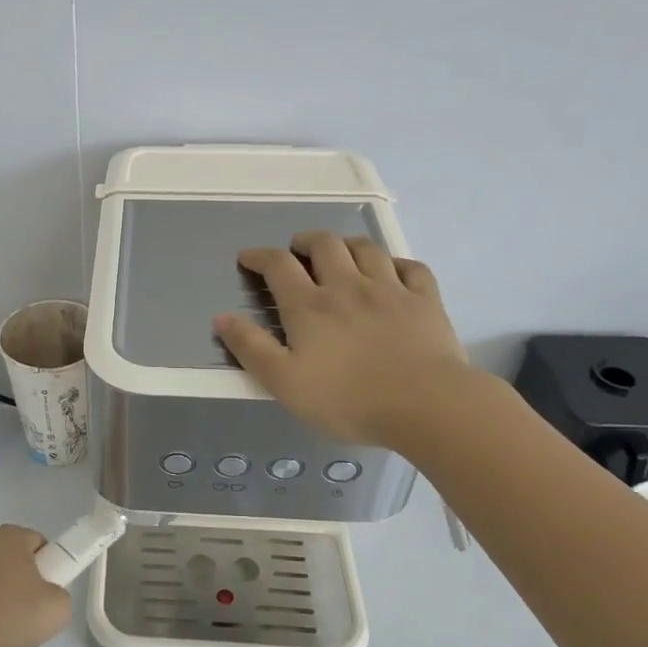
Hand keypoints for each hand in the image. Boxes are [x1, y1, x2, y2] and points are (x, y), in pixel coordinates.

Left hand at [0, 524, 70, 646]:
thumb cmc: (7, 615)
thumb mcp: (57, 609)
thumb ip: (60, 598)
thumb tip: (46, 600)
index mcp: (8, 536)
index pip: (38, 544)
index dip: (48, 570)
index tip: (46, 598)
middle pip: (11, 569)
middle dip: (21, 600)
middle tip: (26, 630)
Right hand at [213, 231, 476, 450]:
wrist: (426, 405)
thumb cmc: (348, 399)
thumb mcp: (284, 382)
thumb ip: (251, 348)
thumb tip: (221, 317)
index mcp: (309, 306)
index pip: (278, 265)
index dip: (259, 255)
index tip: (248, 257)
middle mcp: (347, 286)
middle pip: (324, 245)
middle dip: (305, 241)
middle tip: (297, 250)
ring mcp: (390, 290)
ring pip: (366, 248)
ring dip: (347, 244)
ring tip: (339, 253)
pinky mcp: (426, 301)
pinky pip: (411, 267)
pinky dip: (396, 262)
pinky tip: (392, 271)